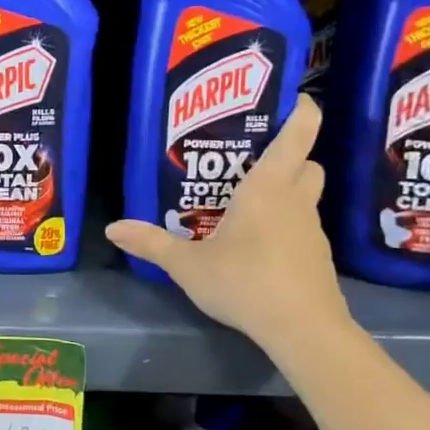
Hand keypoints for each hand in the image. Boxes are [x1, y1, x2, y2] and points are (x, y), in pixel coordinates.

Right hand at [105, 95, 350, 347]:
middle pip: (307, 164)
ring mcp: (312, 231)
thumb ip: (151, 244)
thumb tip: (112, 228)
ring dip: (286, 193)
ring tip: (246, 205)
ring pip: (306, 197)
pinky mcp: (317, 258)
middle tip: (253, 161)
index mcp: (268, 188)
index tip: (296, 99)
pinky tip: (258, 246)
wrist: (303, 330)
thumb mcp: (187, 265)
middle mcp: (296, 202)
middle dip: (290, 156)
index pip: (298, 135)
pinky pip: (302, 228)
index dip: (302, 112)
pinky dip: (286, 226)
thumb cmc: (245, 282)